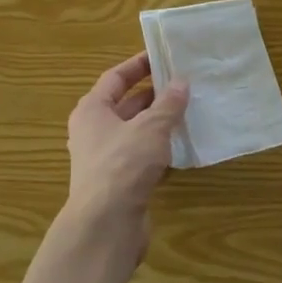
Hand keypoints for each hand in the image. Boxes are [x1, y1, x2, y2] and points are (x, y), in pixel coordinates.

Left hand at [63, 52, 189, 261]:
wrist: (105, 226)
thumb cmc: (123, 165)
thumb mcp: (150, 128)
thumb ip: (168, 104)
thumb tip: (181, 82)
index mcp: (92, 110)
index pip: (115, 78)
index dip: (138, 65)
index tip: (163, 56)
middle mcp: (93, 131)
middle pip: (125, 105)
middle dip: (154, 95)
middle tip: (184, 85)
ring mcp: (105, 159)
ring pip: (135, 132)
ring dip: (159, 123)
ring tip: (189, 112)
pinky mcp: (118, 183)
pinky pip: (141, 157)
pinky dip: (159, 150)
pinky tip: (182, 148)